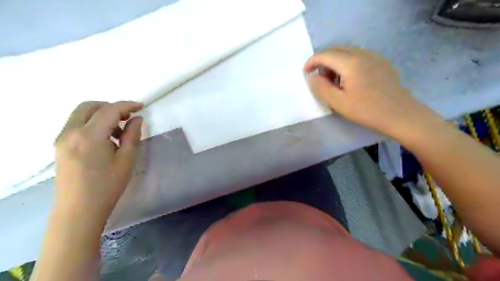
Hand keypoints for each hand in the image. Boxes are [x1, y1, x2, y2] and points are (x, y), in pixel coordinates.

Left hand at [55, 99, 144, 222]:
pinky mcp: (60, 146)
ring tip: (118, 133)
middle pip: (90, 106)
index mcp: (89, 135)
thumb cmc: (107, 186)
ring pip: (82, 114)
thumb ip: (132, 135)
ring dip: (102, 116)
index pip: (109, 110)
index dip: (127, 105)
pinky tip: (105, 140)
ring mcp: (62, 139)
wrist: (79, 210)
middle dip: (112, 107)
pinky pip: (77, 125)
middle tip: (128, 118)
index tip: (141, 107)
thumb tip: (137, 119)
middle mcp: (71, 132)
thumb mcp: (127, 160)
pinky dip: (92, 124)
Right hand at [303, 46, 437, 138]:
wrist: (400, 114)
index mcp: (350, 62)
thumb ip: (321, 88)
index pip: (325, 54)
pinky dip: (347, 63)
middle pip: (336, 50)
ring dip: (335, 62)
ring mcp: (374, 56)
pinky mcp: (381, 62)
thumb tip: (311, 76)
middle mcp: (362, 53)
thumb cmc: (366, 110)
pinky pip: (358, 56)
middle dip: (323, 61)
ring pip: (347, 52)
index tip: (305, 72)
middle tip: (319, 78)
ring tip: (333, 81)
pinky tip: (349, 79)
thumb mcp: (338, 102)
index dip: (312, 61)